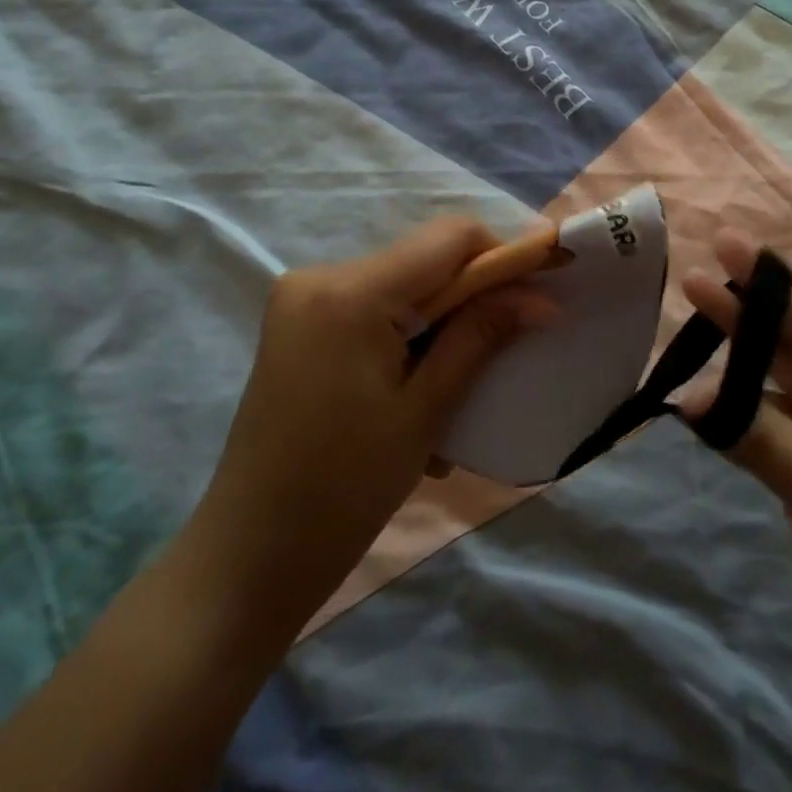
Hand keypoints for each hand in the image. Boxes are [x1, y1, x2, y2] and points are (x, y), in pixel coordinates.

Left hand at [188, 217, 552, 654]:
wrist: (250, 554)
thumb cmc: (345, 489)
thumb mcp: (425, 409)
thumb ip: (481, 336)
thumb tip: (542, 296)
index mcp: (351, 291)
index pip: (450, 237)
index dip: (504, 255)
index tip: (539, 293)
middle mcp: (320, 275)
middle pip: (424, 260)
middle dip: (471, 298)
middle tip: (500, 356)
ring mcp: (301, 299)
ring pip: (401, 286)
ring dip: (439, 326)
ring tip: (451, 396)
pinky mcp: (296, 324)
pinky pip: (371, 310)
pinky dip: (404, 339)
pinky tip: (410, 397)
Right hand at [681, 231, 791, 739]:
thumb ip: (759, 435)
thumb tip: (685, 396)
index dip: (770, 290)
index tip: (726, 246)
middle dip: (749, 318)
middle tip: (693, 276)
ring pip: (783, 393)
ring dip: (739, 367)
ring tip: (688, 329)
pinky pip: (772, 434)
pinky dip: (739, 416)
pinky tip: (703, 398)